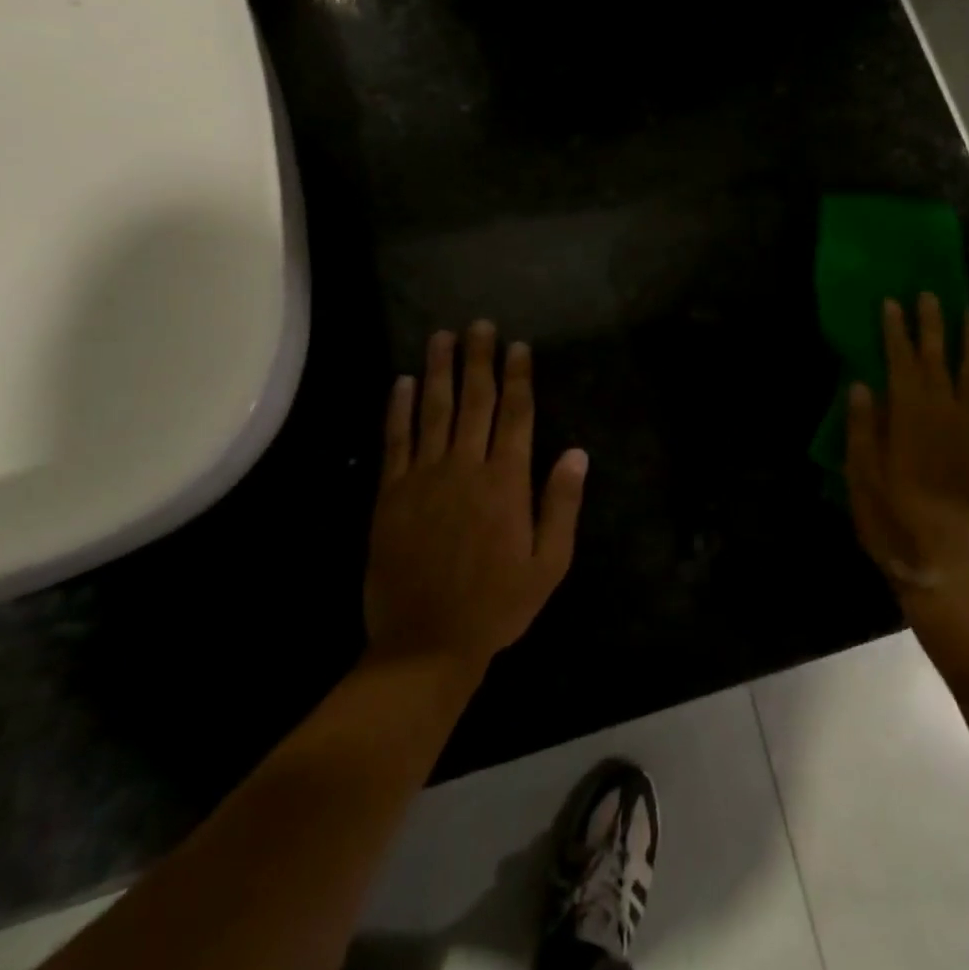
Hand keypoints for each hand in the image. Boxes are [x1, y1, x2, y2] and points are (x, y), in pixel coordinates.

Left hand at [364, 321, 587, 673]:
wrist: (426, 644)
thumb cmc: (497, 605)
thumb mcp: (549, 564)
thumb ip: (562, 505)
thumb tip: (577, 452)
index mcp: (507, 483)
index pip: (516, 415)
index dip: (518, 377)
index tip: (518, 346)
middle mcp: (466, 468)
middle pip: (475, 401)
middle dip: (479, 360)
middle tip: (480, 324)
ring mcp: (424, 478)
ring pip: (434, 411)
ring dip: (439, 370)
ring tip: (442, 336)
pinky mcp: (391, 494)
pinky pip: (396, 441)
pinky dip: (399, 408)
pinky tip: (404, 381)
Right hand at [845, 293, 968, 612]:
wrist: (953, 572)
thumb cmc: (896, 527)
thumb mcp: (862, 481)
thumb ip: (863, 430)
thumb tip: (862, 385)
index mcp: (909, 420)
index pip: (901, 363)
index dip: (896, 331)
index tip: (892, 302)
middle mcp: (947, 416)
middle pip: (939, 360)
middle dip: (932, 326)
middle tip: (930, 295)